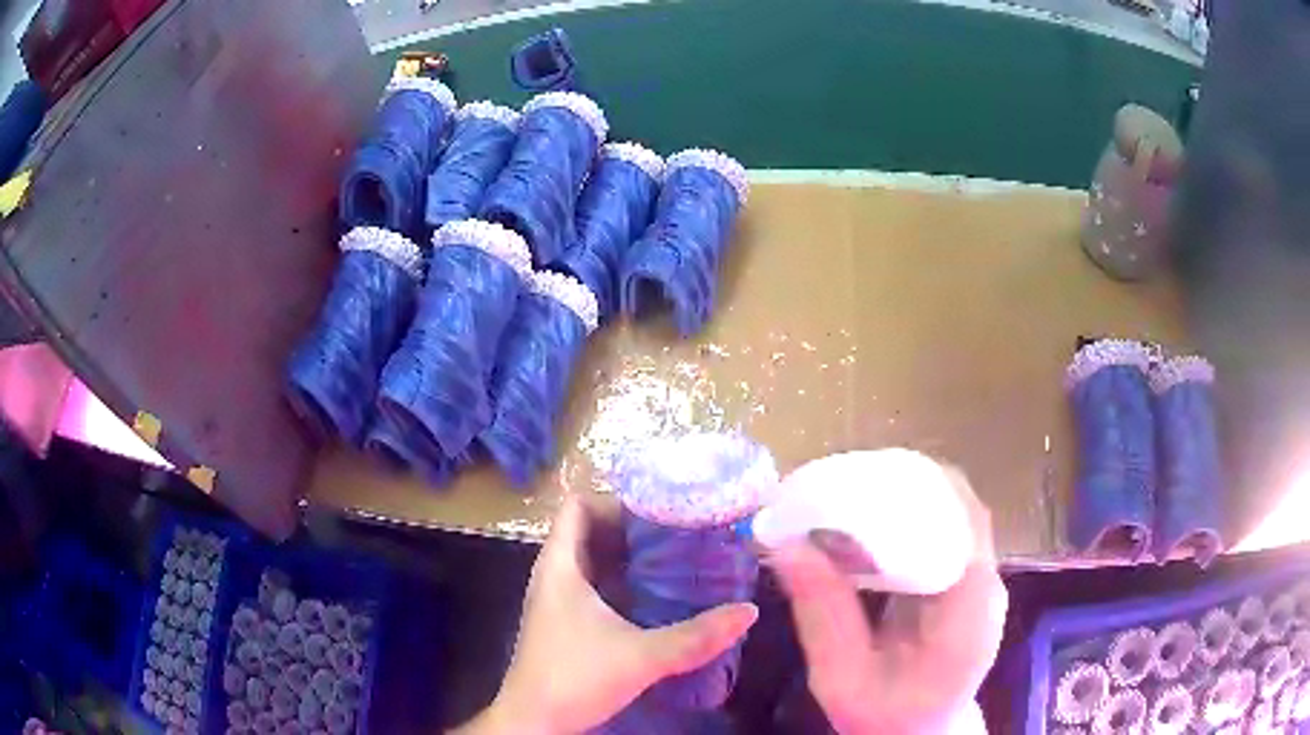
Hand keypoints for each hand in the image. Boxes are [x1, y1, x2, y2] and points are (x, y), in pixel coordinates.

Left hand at [454, 496, 758, 734]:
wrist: (535, 722)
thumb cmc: (575, 677)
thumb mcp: (641, 656)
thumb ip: (696, 636)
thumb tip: (749, 611)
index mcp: (560, 566)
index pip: (577, 505)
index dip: (615, 501)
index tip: (662, 510)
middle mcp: (554, 575)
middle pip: (589, 531)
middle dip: (632, 528)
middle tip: (681, 533)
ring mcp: (557, 600)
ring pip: (593, 561)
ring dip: (628, 557)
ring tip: (676, 559)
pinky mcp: (564, 622)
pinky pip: (594, 586)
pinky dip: (622, 583)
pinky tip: (656, 598)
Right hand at [769, 468, 1006, 734]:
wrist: (920, 734)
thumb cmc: (884, 716)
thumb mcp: (840, 677)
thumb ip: (822, 614)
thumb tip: (785, 545)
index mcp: (967, 616)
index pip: (960, 524)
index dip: (914, 490)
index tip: (851, 481)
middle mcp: (986, 586)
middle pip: (957, 506)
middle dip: (897, 483)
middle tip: (831, 485)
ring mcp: (981, 579)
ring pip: (951, 509)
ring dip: (901, 492)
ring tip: (841, 494)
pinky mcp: (966, 578)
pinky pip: (942, 527)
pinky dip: (904, 514)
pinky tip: (862, 522)